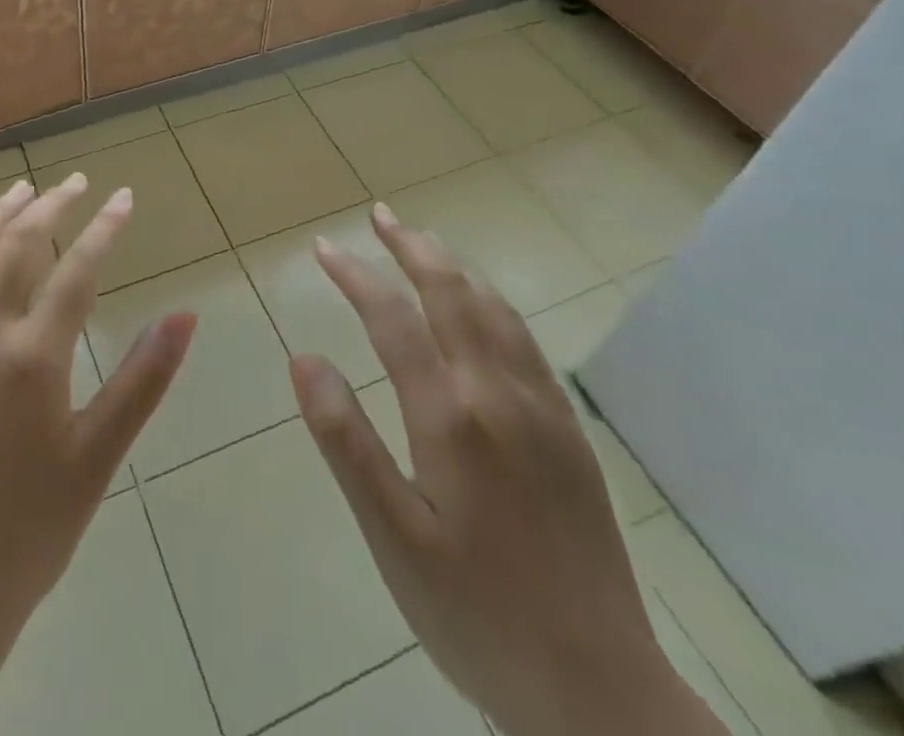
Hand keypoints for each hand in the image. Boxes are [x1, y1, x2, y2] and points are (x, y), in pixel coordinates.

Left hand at [0, 175, 195, 735]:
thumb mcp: (98, 456)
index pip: (77, 269)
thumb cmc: (28, 533)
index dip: (104, 227)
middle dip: (50, 206)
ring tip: (17, 191)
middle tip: (74, 184)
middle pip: (15, 247)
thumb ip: (144, 379)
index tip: (122, 197)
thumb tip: (186, 315)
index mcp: (31, 358)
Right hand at [290, 203, 723, 735]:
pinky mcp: (567, 430)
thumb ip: (345, 440)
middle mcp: (498, 392)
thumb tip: (304, 358)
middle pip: (450, 292)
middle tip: (378, 214)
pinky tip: (480, 305)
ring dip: (452, 265)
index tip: (323, 247)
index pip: (392, 316)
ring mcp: (540, 407)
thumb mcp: (391, 537)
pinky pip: (524, 339)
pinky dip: (491, 300)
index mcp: (450, 415)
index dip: (354, 274)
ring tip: (421, 242)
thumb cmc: (475, 614)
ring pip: (492, 307)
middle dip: (410, 245)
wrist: (600, 689)